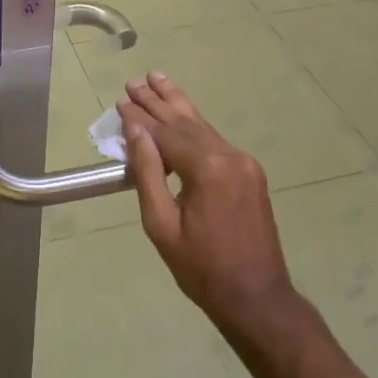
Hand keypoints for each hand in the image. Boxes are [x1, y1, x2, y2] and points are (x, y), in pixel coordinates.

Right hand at [119, 72, 301, 340]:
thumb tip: (135, 130)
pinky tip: (181, 115)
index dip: (141, 118)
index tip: (120, 101)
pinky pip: (215, 141)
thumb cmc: (202, 268)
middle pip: (186, 122)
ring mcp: (244, 162)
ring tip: (157, 79)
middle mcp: (230, 155)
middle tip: (134, 81)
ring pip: (203, 126)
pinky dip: (193, 126)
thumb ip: (148, 173)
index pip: (166, 134)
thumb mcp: (162, 225)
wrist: (257, 298)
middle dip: (158, 101)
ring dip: (177, 105)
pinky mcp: (250, 172)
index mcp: (208, 169)